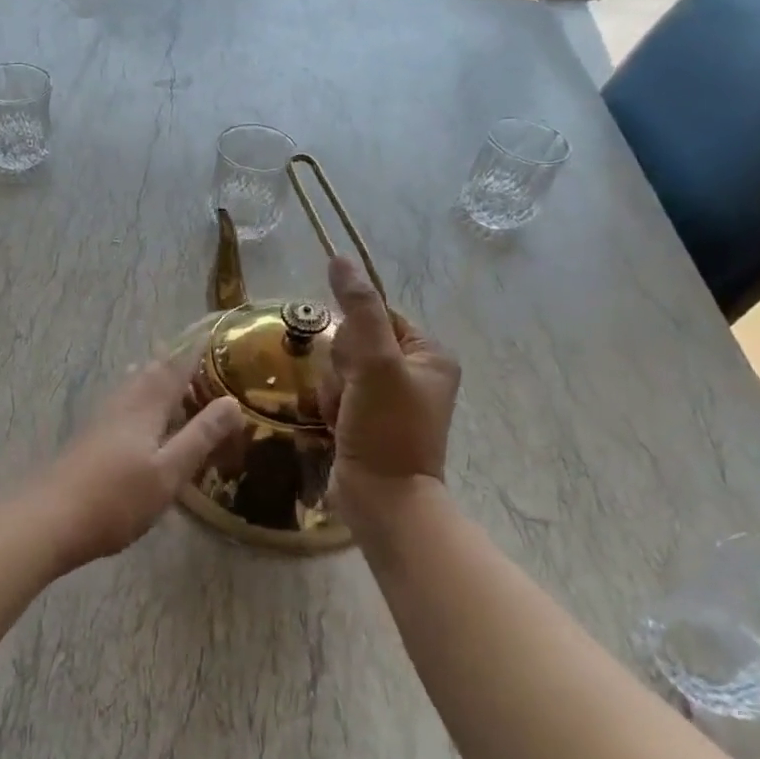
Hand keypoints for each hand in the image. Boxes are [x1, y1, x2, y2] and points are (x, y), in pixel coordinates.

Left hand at [30, 357, 245, 569]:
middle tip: (194, 358)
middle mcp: (122, 403)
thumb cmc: (117, 497)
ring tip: (168, 378)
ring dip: (152, 378)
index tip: (209, 334)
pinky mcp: (89, 437)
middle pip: (150, 372)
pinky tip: (136, 417)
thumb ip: (200, 436)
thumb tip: (232, 402)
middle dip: (172, 363)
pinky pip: (121, 404)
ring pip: (131, 386)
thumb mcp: (169, 471)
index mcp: (145, 405)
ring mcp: (101, 419)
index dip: (193, 352)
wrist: (51, 518)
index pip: (175, 368)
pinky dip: (138, 399)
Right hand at [321, 256, 461, 540]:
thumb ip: (358, 309)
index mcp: (429, 354)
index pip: (376, 316)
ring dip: (332, 389)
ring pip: (340, 369)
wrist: (382, 500)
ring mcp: (391, 400)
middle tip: (351, 395)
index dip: (354, 337)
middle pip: (354, 343)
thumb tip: (339, 258)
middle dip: (341, 368)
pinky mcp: (369, 421)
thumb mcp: (375, 362)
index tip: (355, 364)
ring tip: (342, 416)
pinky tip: (336, 426)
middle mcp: (414, 373)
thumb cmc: (387, 428)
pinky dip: (330, 407)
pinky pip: (337, 394)